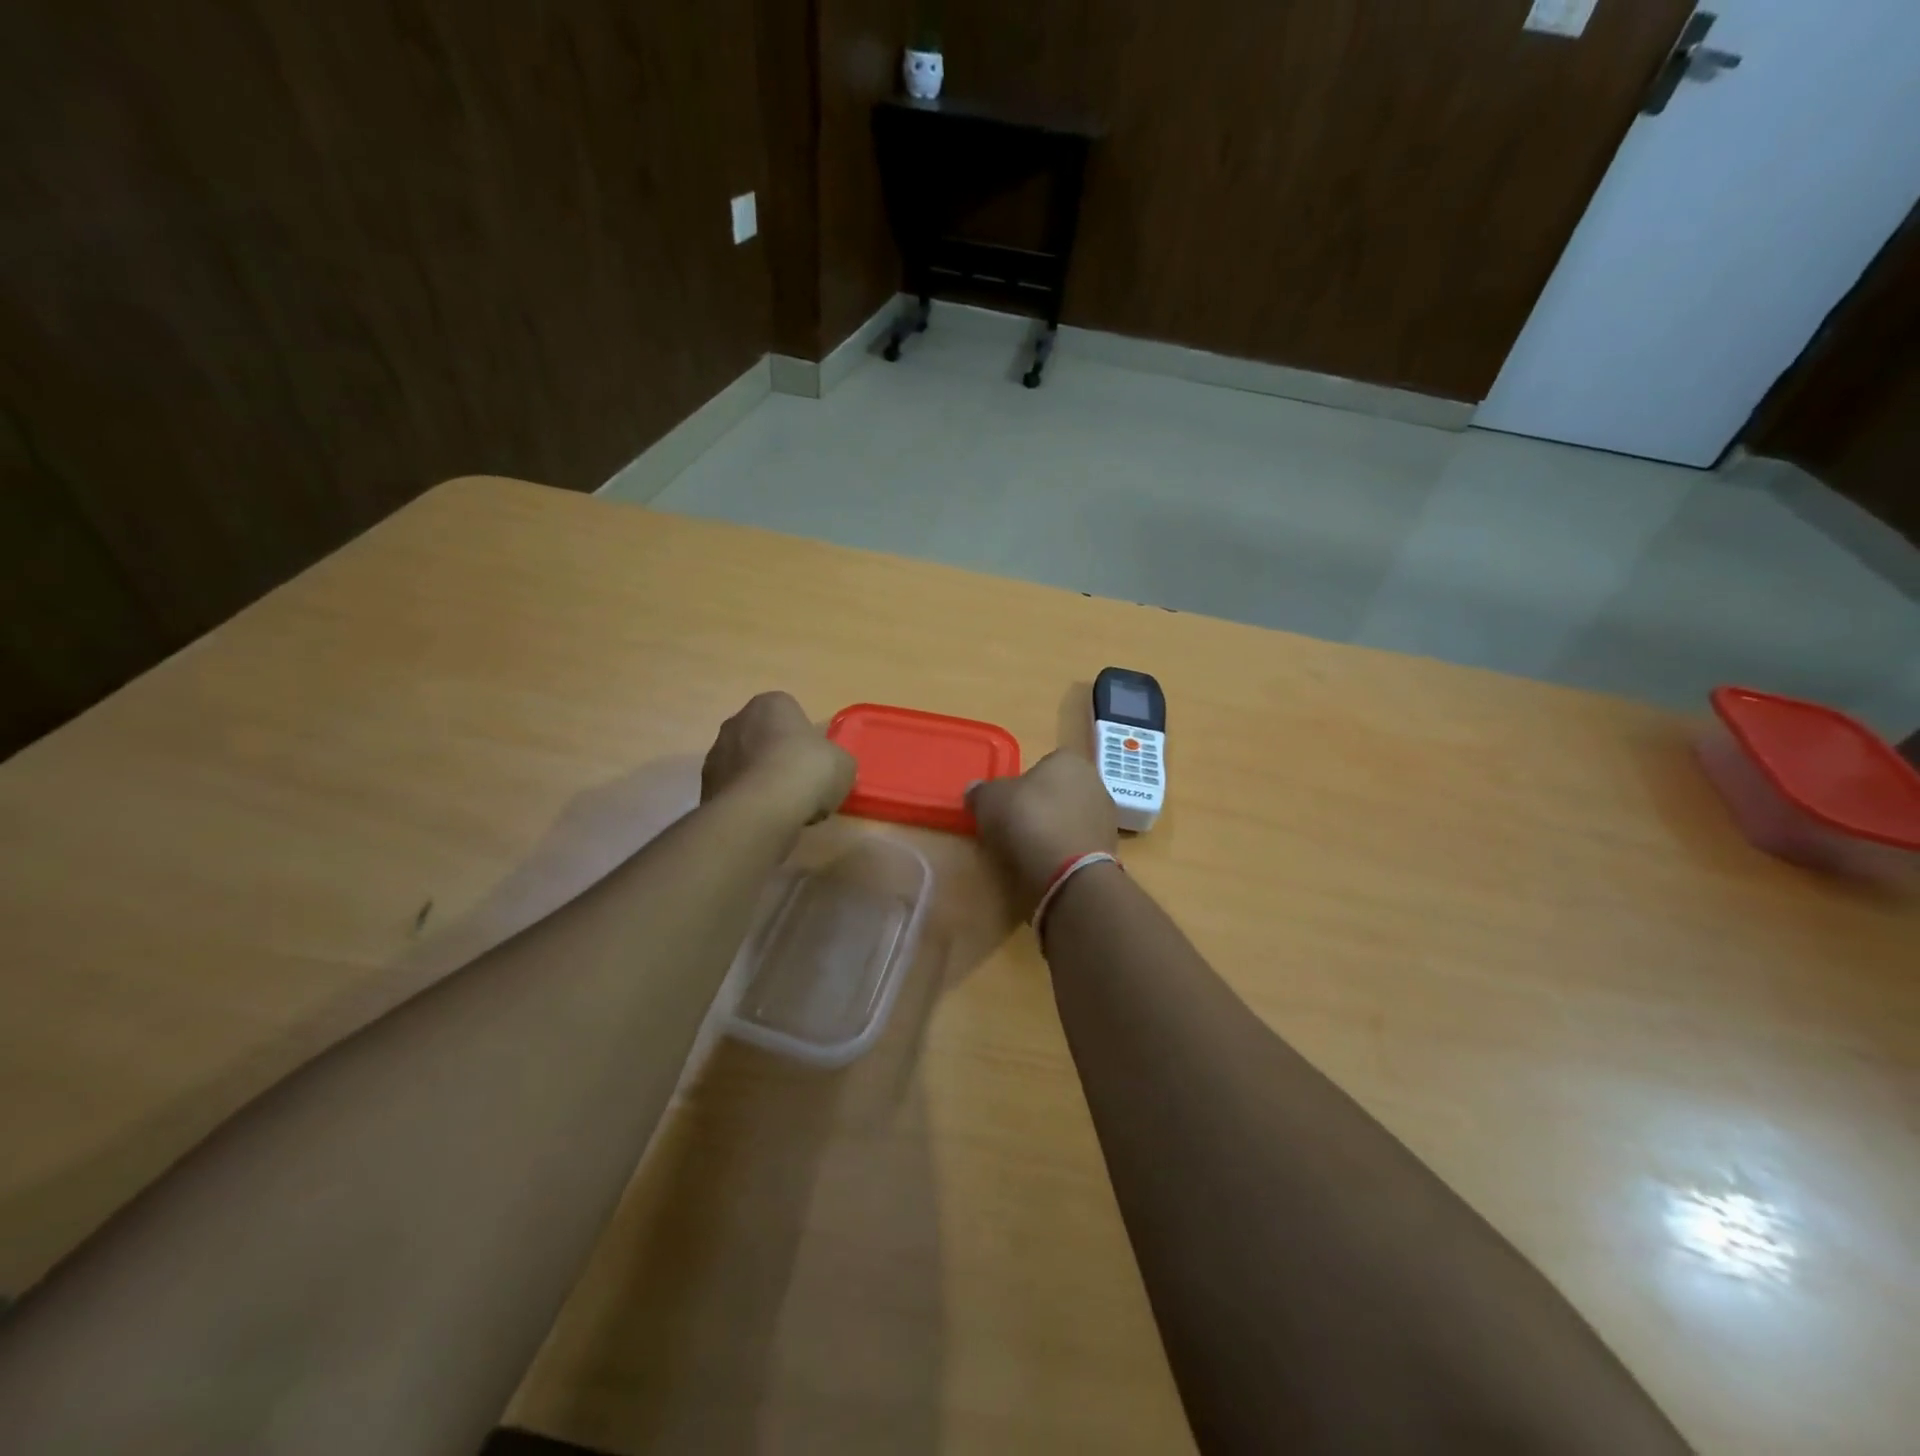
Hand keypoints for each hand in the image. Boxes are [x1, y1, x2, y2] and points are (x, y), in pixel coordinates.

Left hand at [702, 692, 854, 824]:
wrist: (761, 809)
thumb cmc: (807, 772)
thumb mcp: (844, 764)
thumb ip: (836, 760)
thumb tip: (830, 770)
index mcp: (772, 703)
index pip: (791, 713)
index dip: (805, 739)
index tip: (816, 763)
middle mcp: (738, 720)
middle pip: (764, 737)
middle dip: (778, 757)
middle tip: (800, 784)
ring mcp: (716, 752)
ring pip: (746, 764)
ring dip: (760, 780)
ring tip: (782, 807)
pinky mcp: (705, 785)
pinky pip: (733, 790)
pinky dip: (746, 801)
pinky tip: (763, 818)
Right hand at [966, 750, 1118, 911]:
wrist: (1069, 871)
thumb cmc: (1029, 819)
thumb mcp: (990, 800)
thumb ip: (981, 791)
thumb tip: (975, 790)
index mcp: (1068, 759)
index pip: (1044, 763)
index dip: (1024, 783)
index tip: (1009, 803)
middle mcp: (1094, 780)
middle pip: (1059, 790)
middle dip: (1041, 805)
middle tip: (1017, 826)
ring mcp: (1106, 815)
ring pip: (1071, 817)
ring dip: (1055, 829)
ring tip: (1031, 850)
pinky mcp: (1110, 846)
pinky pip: (1079, 842)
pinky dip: (1066, 850)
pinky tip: (1050, 863)